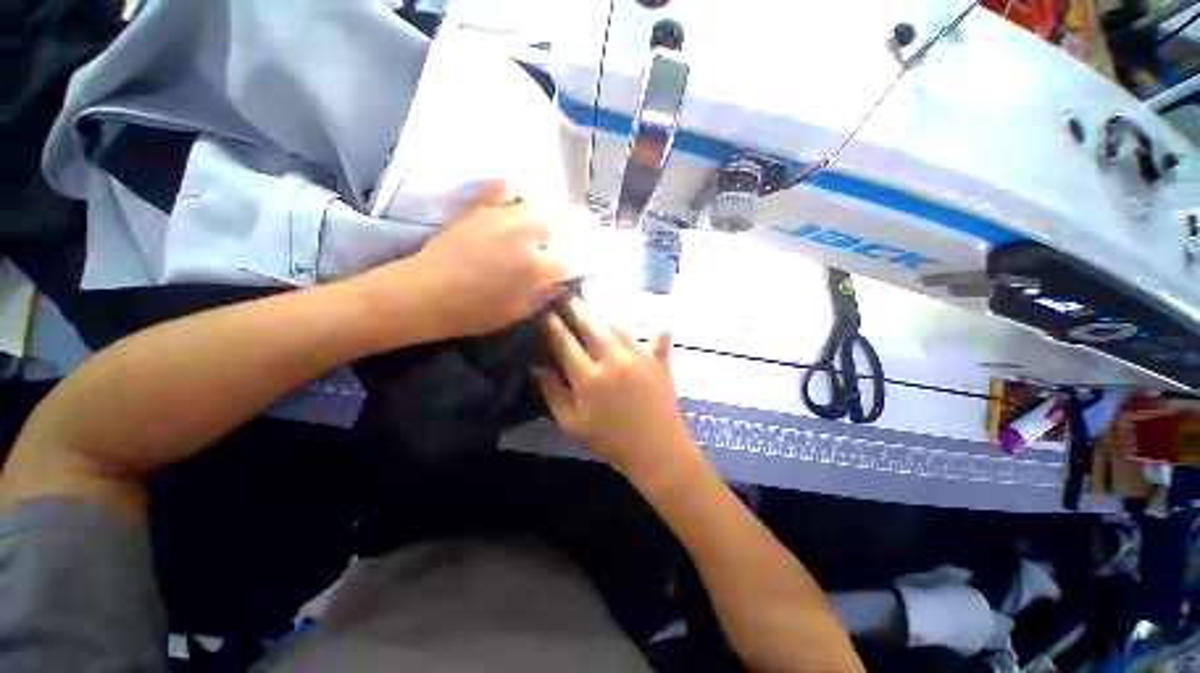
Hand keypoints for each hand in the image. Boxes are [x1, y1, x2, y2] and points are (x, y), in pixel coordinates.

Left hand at [403, 180, 567, 338]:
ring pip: (538, 208)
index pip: (570, 261)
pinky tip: (515, 204)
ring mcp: (503, 217)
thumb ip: (546, 296)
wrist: (425, 294)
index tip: (564, 275)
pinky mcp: (481, 207)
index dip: (570, 269)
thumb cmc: (474, 312)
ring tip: (538, 233)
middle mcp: (527, 236)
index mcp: (538, 268)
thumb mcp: (519, 313)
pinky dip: (514, 194)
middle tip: (551, 255)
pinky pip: (504, 188)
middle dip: (560, 242)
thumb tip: (562, 284)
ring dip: (543, 221)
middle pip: (559, 229)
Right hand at [535, 299, 696, 480]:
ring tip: (593, 305)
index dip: (551, 324)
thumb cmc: (610, 441)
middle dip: (575, 307)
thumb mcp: (572, 424)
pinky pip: (657, 335)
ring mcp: (639, 356)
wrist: (657, 452)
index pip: (564, 341)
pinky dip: (653, 325)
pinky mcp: (660, 360)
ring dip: (602, 313)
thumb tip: (536, 365)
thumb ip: (552, 392)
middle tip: (566, 296)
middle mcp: (613, 359)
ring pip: (617, 325)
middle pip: (590, 324)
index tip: (543, 310)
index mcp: (588, 377)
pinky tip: (652, 318)